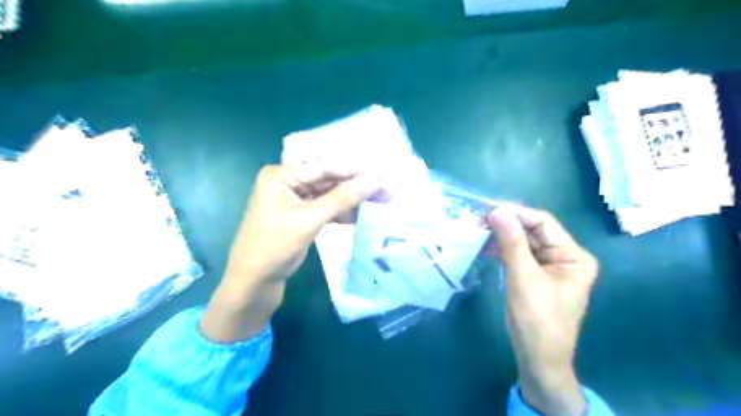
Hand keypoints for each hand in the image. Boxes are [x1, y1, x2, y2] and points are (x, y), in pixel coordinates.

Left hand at [200, 163, 378, 342]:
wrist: (252, 284)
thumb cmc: (273, 248)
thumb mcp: (309, 220)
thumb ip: (341, 199)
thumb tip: (374, 181)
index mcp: (281, 175)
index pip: (325, 167)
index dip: (355, 171)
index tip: (382, 176)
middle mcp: (288, 182)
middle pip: (329, 180)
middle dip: (357, 186)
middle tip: (386, 189)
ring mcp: (294, 200)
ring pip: (329, 195)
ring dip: (353, 200)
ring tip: (381, 202)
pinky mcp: (300, 216)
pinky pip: (325, 209)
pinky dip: (342, 213)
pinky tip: (361, 215)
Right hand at [487, 204, 600, 414]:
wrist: (538, 359)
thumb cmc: (536, 320)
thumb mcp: (523, 278)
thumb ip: (511, 242)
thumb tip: (497, 210)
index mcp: (573, 255)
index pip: (543, 223)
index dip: (515, 213)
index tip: (487, 209)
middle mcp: (565, 256)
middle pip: (533, 231)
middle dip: (506, 224)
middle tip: (478, 218)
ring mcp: (550, 266)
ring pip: (524, 241)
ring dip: (502, 236)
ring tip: (478, 229)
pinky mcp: (536, 275)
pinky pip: (519, 255)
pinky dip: (503, 249)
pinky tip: (486, 246)